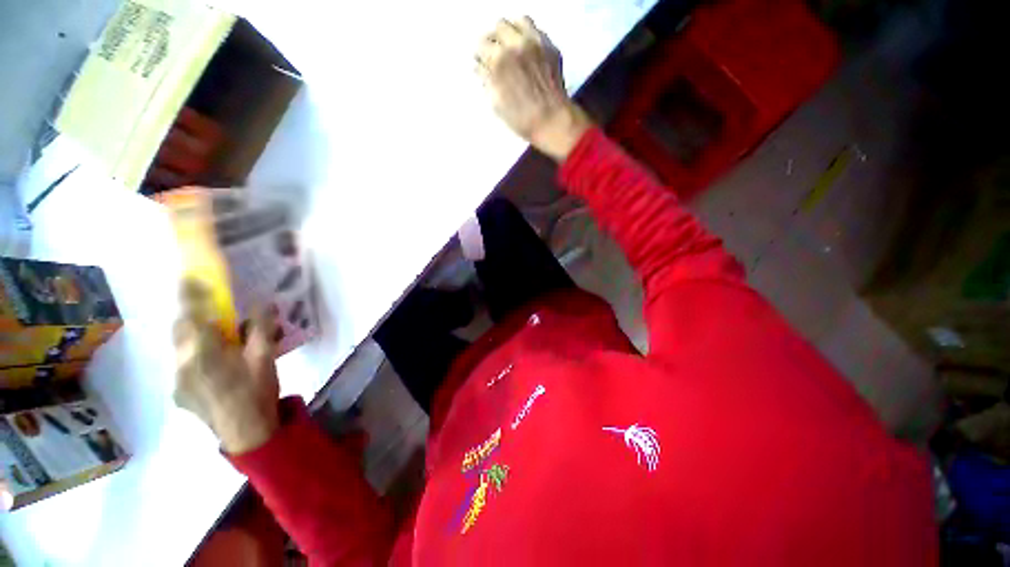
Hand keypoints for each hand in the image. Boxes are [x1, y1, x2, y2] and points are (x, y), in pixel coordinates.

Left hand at [173, 281, 280, 453]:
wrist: (248, 434)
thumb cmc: (258, 392)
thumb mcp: (266, 358)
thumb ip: (261, 328)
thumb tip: (262, 303)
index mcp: (204, 353)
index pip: (193, 316)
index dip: (191, 294)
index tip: (191, 276)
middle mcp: (182, 364)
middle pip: (180, 331)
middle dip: (191, 316)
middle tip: (212, 313)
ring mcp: (177, 381)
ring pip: (180, 349)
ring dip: (194, 338)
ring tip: (218, 342)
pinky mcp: (179, 393)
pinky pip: (183, 366)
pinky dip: (195, 357)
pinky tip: (215, 368)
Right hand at [476, 17, 591, 160]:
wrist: (553, 122)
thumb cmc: (523, 119)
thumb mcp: (496, 103)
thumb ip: (486, 80)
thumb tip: (480, 67)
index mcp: (499, 60)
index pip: (481, 45)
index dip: (480, 55)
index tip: (482, 61)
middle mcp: (517, 44)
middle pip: (499, 26)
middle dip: (495, 40)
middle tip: (496, 53)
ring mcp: (536, 43)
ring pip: (518, 21)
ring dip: (512, 32)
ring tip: (512, 48)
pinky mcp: (550, 47)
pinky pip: (536, 30)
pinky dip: (528, 36)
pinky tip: (527, 52)